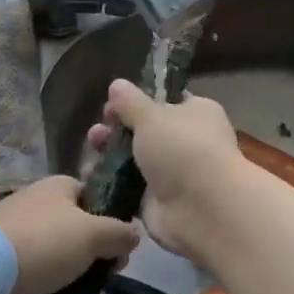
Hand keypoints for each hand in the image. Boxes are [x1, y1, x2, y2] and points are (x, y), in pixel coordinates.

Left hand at [0, 175, 138, 293]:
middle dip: (100, 272)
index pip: (93, 199)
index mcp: (58, 189)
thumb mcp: (91, 233)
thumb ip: (118, 233)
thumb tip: (132, 233)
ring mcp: (20, 243)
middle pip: (80, 239)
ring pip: (63, 270)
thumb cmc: (43, 244)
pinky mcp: (6, 275)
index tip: (122, 253)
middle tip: (111, 291)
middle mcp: (39, 211)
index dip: (112, 224)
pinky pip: (41, 292)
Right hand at [86, 79, 245, 261]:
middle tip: (97, 130)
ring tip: (91, 149)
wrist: (203, 210)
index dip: (138, 100)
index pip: (166, 100)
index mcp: (196, 113)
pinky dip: (111, 181)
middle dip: (117, 128)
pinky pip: (128, 187)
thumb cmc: (183, 149)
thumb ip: (130, 101)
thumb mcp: (152, 116)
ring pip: (134, 159)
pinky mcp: (158, 201)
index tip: (112, 103)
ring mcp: (173, 173)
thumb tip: (117, 84)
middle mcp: (187, 141)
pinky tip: (90, 175)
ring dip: (110, 153)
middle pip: (145, 130)